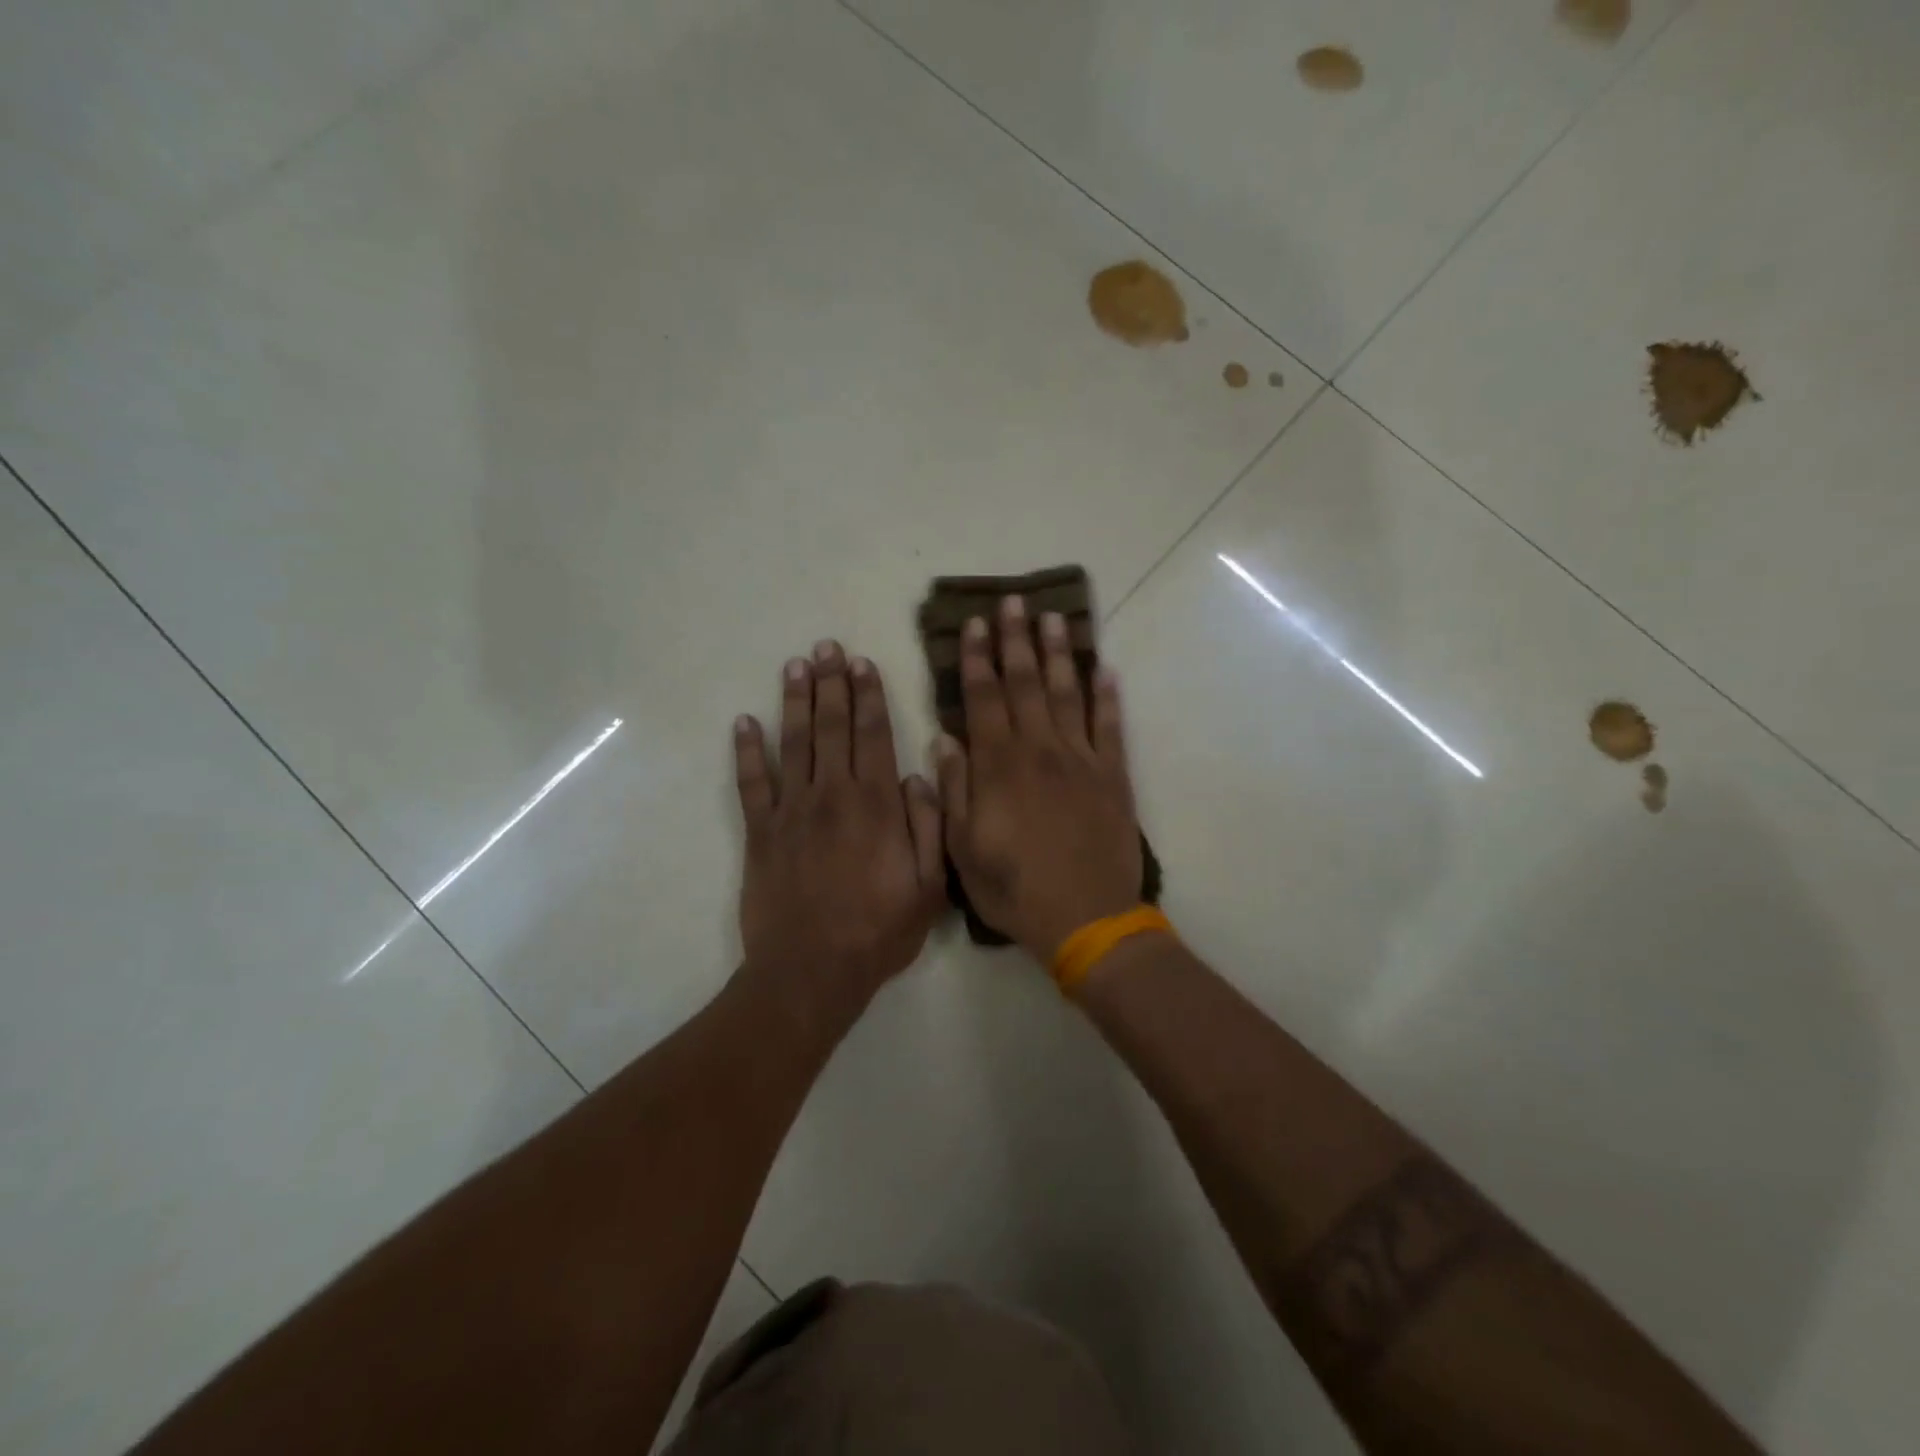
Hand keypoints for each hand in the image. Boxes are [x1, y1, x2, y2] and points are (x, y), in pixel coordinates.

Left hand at [735, 640, 944, 1012]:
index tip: (863, 663)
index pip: (874, 735)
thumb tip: (920, 776)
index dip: (869, 696)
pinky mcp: (760, 832)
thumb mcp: (929, 887)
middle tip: (827, 647)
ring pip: (793, 743)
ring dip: (795, 701)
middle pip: (832, 727)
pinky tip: (744, 722)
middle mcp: (833, 795)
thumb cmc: (878, 932)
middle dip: (832, 684)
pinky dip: (747, 751)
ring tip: (796, 666)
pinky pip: (751, 783)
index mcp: (877, 805)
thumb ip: (930, 827)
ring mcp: (791, 811)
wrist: (812, 972)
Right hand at [936, 595, 1142, 961]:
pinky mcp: (1113, 776)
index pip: (984, 698)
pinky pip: (1111, 727)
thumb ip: (953, 790)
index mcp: (999, 766)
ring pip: (1068, 694)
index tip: (976, 625)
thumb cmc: (1014, 888)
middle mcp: (1040, 750)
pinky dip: (1108, 697)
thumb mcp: (962, 849)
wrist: (1087, 918)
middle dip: (1017, 640)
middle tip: (1015, 602)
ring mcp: (1081, 760)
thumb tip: (946, 740)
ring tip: (1055, 618)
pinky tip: (1105, 670)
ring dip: (1060, 654)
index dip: (979, 658)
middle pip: (1026, 684)